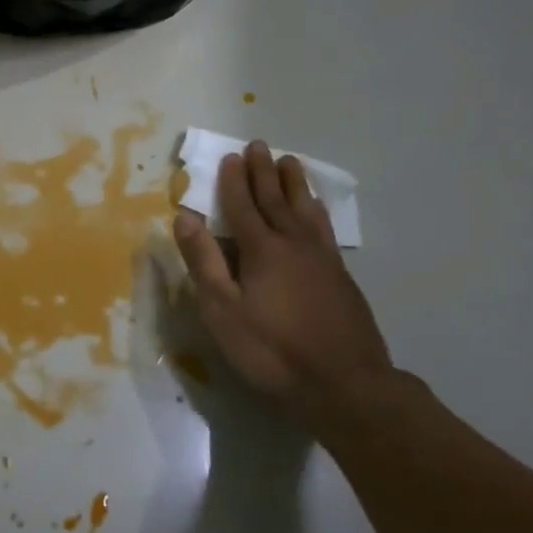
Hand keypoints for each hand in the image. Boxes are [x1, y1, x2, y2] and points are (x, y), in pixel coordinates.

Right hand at [173, 141, 392, 434]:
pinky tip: (316, 210)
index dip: (234, 182)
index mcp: (262, 250)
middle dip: (264, 172)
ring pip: (306, 210)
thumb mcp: (223, 311)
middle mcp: (293, 244)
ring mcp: (322, 259)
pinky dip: (316, 209)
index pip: (242, 206)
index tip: (231, 157)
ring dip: (295, 184)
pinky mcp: (341, 277)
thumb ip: (204, 261)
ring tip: (291, 162)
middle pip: (276, 200)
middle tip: (260, 146)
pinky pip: (324, 227)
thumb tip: (186, 217)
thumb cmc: (273, 351)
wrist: (346, 386)